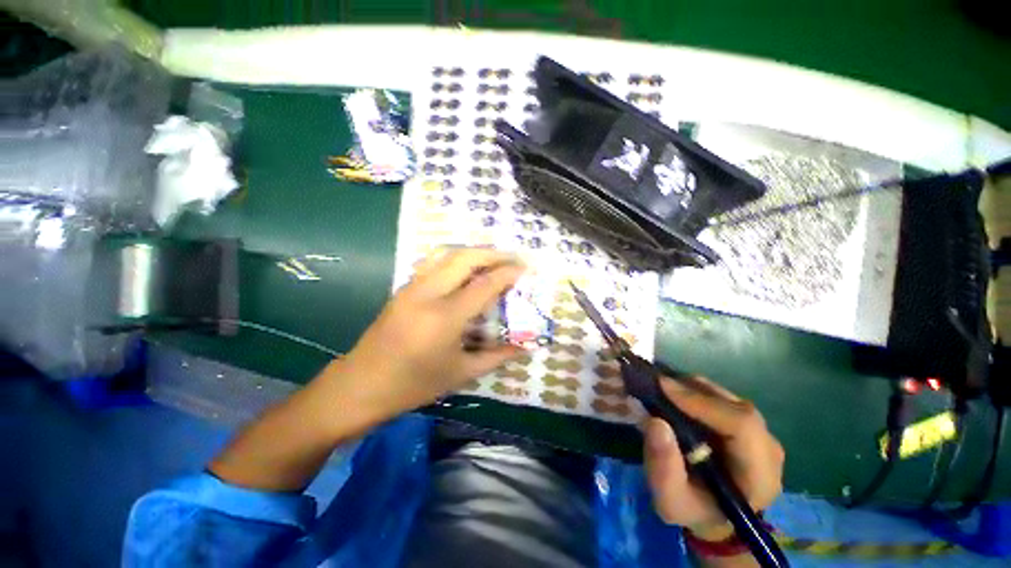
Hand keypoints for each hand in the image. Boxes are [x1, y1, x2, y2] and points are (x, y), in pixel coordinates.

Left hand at [337, 248, 526, 416]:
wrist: (362, 385)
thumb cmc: (414, 385)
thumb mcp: (461, 374)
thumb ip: (497, 356)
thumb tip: (525, 346)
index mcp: (445, 317)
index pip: (484, 284)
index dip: (508, 273)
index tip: (525, 269)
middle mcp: (428, 293)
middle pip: (465, 258)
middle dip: (493, 254)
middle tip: (513, 259)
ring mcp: (412, 287)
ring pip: (446, 254)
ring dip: (474, 251)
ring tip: (493, 258)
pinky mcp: (404, 288)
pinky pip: (433, 262)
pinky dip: (456, 257)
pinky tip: (466, 268)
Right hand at [644, 377, 783, 539]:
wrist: (713, 514)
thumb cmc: (693, 510)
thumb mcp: (670, 501)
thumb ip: (663, 469)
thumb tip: (655, 422)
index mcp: (759, 475)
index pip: (742, 425)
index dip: (702, 402)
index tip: (662, 387)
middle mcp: (768, 449)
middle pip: (734, 406)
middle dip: (692, 391)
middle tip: (655, 385)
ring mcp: (762, 434)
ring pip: (728, 398)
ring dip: (692, 390)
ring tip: (662, 391)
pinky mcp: (749, 424)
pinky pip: (723, 399)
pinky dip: (696, 392)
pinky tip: (675, 398)